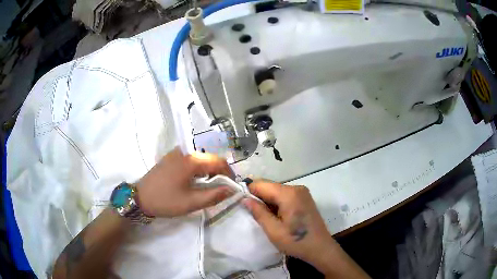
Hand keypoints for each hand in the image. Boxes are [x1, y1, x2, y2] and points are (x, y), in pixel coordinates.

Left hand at [135, 148, 233, 216]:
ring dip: (209, 170)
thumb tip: (231, 190)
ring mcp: (176, 153)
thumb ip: (214, 195)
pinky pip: (191, 160)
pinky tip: (195, 180)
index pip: (219, 161)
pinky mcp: (171, 158)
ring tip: (210, 186)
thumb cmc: (165, 200)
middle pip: (210, 158)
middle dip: (220, 172)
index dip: (229, 173)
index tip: (232, 187)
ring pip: (201, 158)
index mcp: (191, 160)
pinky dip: (198, 169)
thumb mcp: (191, 202)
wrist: (139, 197)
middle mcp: (185, 152)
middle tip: (221, 188)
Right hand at [243, 181, 369, 277]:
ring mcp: (302, 193)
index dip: (249, 193)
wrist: (320, 248)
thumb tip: (245, 199)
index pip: (261, 184)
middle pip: (270, 187)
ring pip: (276, 191)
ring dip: (268, 202)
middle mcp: (296, 188)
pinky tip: (278, 217)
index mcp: (289, 193)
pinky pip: (285, 196)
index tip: (243, 206)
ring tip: (266, 219)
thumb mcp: (273, 230)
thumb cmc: (296, 241)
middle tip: (254, 216)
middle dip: (259, 199)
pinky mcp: (305, 199)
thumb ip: (258, 212)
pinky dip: (277, 204)